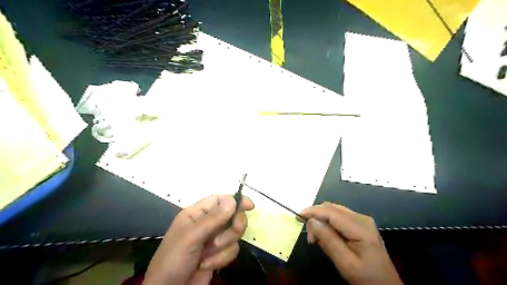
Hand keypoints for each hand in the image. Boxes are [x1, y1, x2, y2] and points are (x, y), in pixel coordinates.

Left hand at [142, 195, 253, 284]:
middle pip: (232, 216)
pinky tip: (206, 265)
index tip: (250, 206)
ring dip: (223, 247)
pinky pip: (233, 250)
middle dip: (233, 227)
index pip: (221, 199)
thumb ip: (213, 219)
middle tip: (234, 232)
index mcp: (197, 213)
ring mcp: (214, 239)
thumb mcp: (191, 237)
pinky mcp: (219, 254)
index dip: (236, 201)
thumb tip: (233, 200)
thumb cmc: (174, 260)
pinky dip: (222, 259)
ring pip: (234, 234)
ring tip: (206, 256)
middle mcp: (208, 223)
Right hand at [300, 202, 404, 284]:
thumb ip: (328, 240)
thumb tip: (311, 220)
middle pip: (331, 208)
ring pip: (333, 210)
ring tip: (316, 238)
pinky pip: (338, 216)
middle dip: (316, 217)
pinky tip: (326, 235)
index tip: (298, 217)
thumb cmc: (366, 277)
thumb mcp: (345, 263)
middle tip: (310, 237)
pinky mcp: (360, 223)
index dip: (313, 211)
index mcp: (360, 227)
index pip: (331, 212)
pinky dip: (328, 222)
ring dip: (321, 219)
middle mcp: (361, 217)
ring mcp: (361, 219)